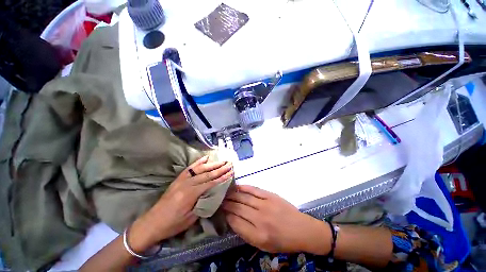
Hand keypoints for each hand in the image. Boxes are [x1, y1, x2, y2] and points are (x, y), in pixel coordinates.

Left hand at [130, 155, 232, 251]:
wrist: (151, 223)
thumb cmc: (172, 224)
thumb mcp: (191, 218)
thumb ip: (203, 203)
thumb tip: (214, 193)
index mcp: (190, 194)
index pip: (210, 183)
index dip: (222, 177)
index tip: (231, 172)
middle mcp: (186, 184)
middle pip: (207, 174)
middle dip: (220, 168)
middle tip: (229, 164)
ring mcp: (182, 180)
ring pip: (200, 169)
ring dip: (212, 164)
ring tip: (221, 161)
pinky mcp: (178, 179)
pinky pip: (190, 168)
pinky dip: (198, 162)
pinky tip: (205, 158)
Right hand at [223, 185, 330, 253]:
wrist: (301, 229)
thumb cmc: (282, 241)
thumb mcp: (263, 245)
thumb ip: (247, 233)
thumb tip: (233, 220)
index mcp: (258, 236)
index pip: (235, 223)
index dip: (226, 215)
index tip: (220, 211)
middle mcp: (260, 219)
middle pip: (238, 208)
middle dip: (227, 204)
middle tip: (219, 200)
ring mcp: (265, 205)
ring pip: (244, 198)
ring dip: (233, 195)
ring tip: (225, 193)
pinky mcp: (270, 196)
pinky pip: (254, 190)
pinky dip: (244, 188)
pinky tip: (237, 187)